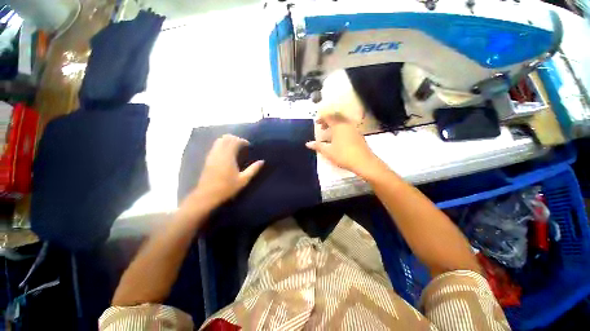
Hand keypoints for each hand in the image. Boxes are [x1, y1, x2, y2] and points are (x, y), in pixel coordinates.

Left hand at [192, 134, 263, 206]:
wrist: (207, 195)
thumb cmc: (227, 187)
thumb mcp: (243, 180)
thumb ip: (253, 169)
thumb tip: (262, 161)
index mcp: (228, 156)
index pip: (235, 141)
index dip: (242, 141)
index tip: (248, 145)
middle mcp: (219, 153)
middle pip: (226, 138)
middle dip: (235, 138)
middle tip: (242, 145)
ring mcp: (212, 155)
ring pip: (219, 140)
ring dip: (228, 140)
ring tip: (235, 147)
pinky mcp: (208, 159)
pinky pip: (215, 146)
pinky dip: (222, 145)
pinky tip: (227, 153)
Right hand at [306, 113, 383, 178]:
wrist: (364, 162)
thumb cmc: (343, 155)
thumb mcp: (328, 151)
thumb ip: (318, 146)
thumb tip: (308, 143)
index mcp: (338, 126)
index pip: (328, 117)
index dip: (321, 118)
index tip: (316, 122)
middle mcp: (347, 124)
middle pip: (336, 117)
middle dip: (328, 120)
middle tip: (322, 126)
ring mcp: (354, 129)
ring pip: (343, 122)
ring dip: (335, 124)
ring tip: (329, 132)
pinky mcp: (359, 134)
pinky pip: (348, 127)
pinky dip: (341, 129)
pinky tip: (339, 138)